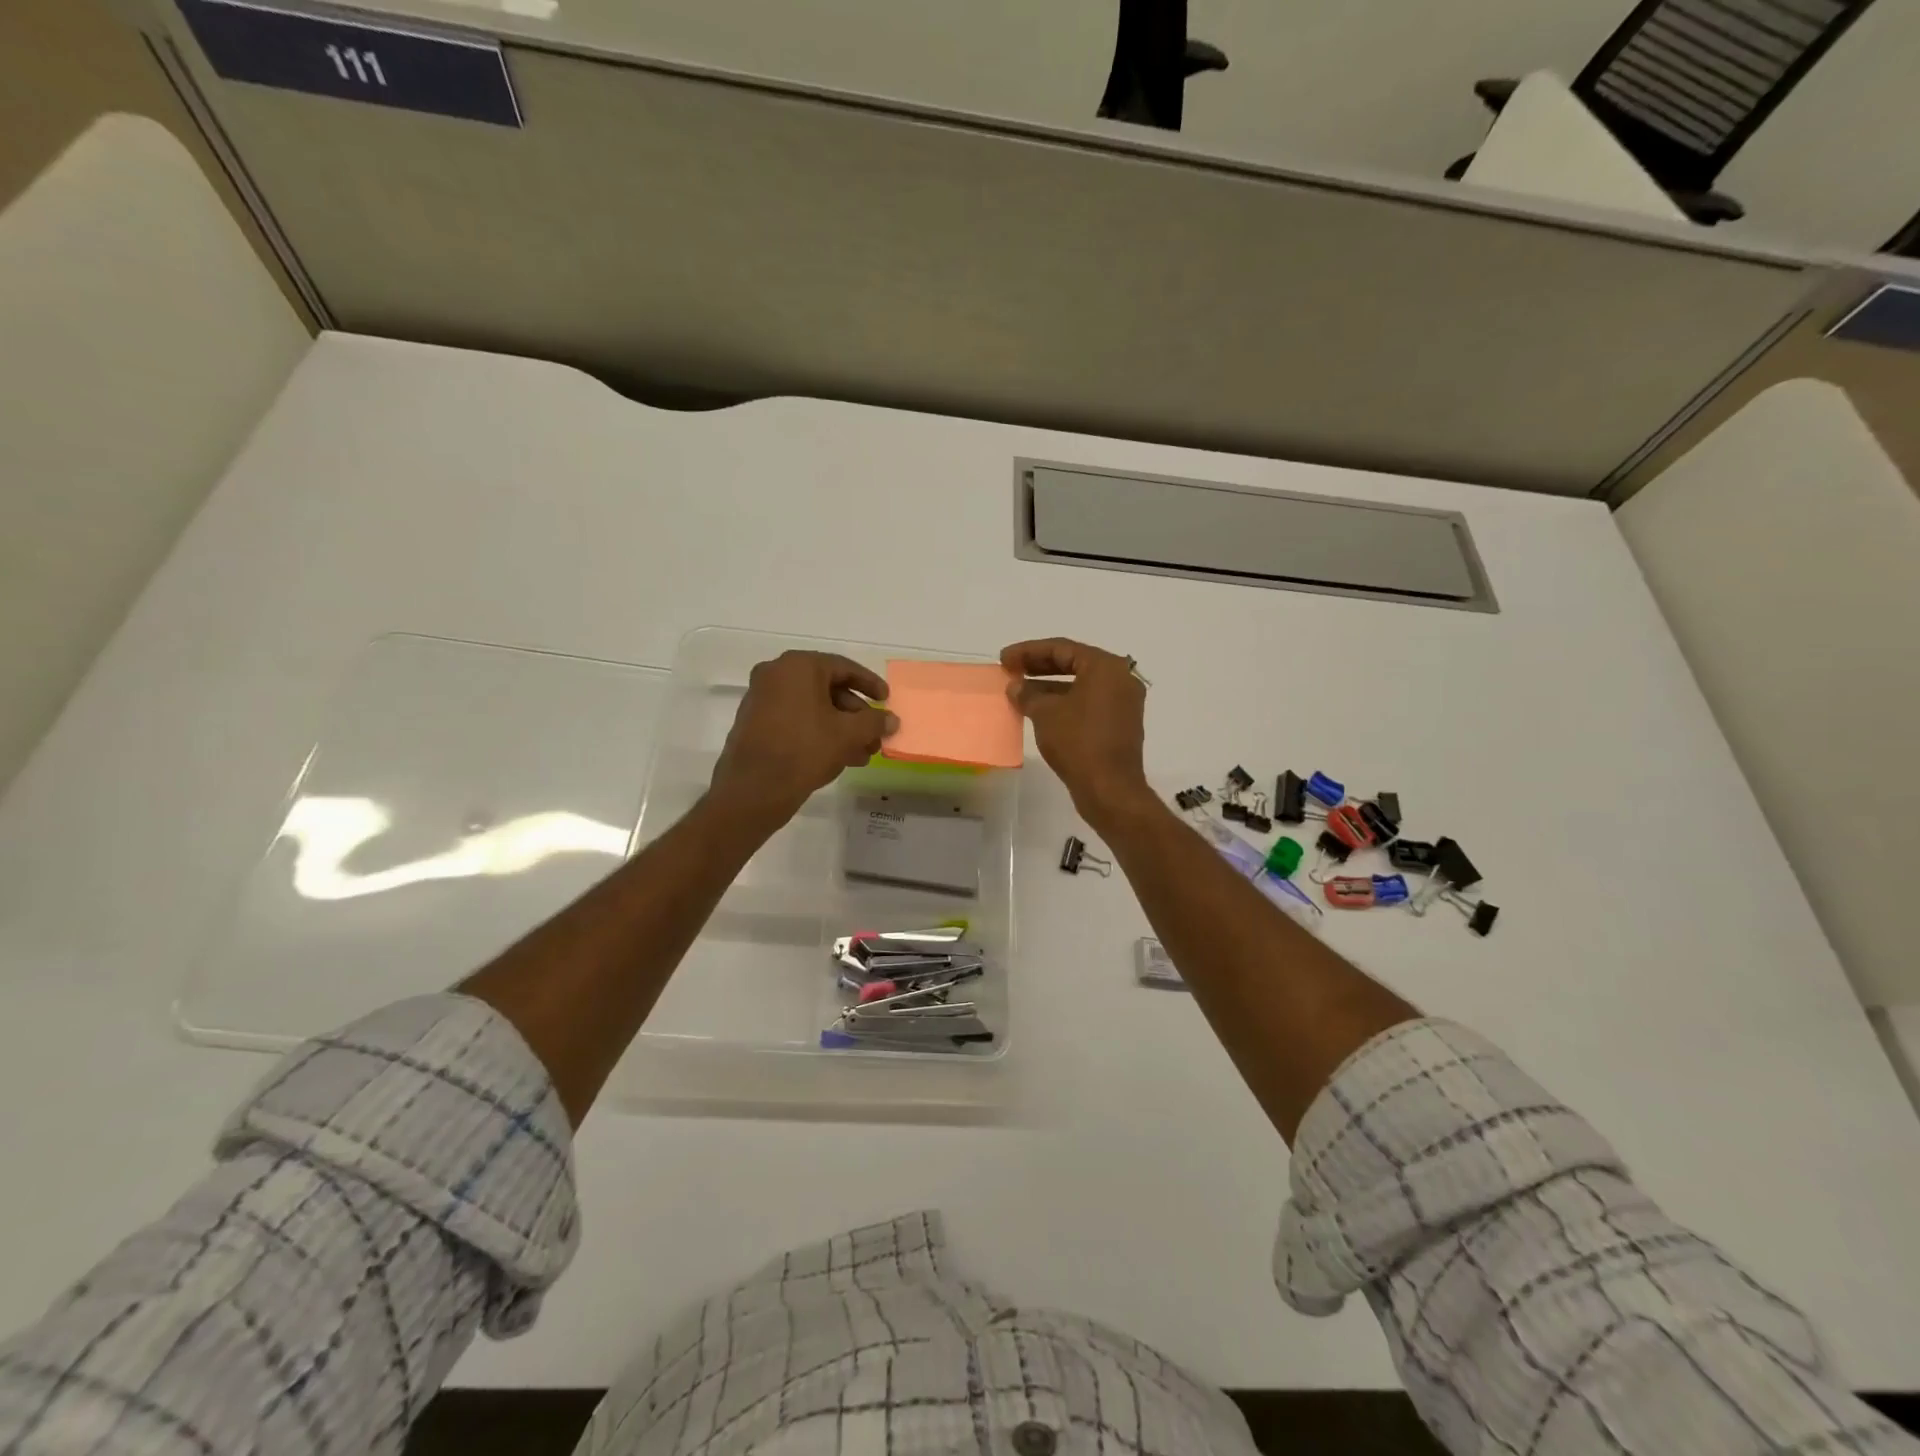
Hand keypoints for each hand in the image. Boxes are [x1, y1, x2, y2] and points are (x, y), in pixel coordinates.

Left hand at [710, 652, 896, 829]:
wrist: (753, 790)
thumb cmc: (804, 750)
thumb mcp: (848, 734)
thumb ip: (874, 722)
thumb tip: (892, 720)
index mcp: (798, 666)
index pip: (844, 668)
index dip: (870, 684)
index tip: (886, 699)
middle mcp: (775, 674)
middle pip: (828, 689)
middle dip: (856, 715)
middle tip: (874, 736)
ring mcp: (761, 699)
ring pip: (812, 708)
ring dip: (840, 728)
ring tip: (862, 754)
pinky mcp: (755, 723)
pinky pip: (795, 720)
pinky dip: (818, 733)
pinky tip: (838, 757)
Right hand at [1001, 637, 1150, 825]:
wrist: (1109, 789)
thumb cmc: (1078, 742)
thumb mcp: (1045, 713)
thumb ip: (1028, 694)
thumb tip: (1016, 687)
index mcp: (1106, 667)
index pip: (1062, 648)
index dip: (1028, 651)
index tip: (1004, 658)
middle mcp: (1120, 679)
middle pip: (1074, 663)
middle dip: (1039, 667)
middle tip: (1011, 670)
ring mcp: (1123, 703)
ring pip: (1080, 685)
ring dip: (1049, 686)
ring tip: (1019, 692)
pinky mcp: (1119, 725)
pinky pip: (1087, 703)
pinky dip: (1064, 703)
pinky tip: (1039, 711)